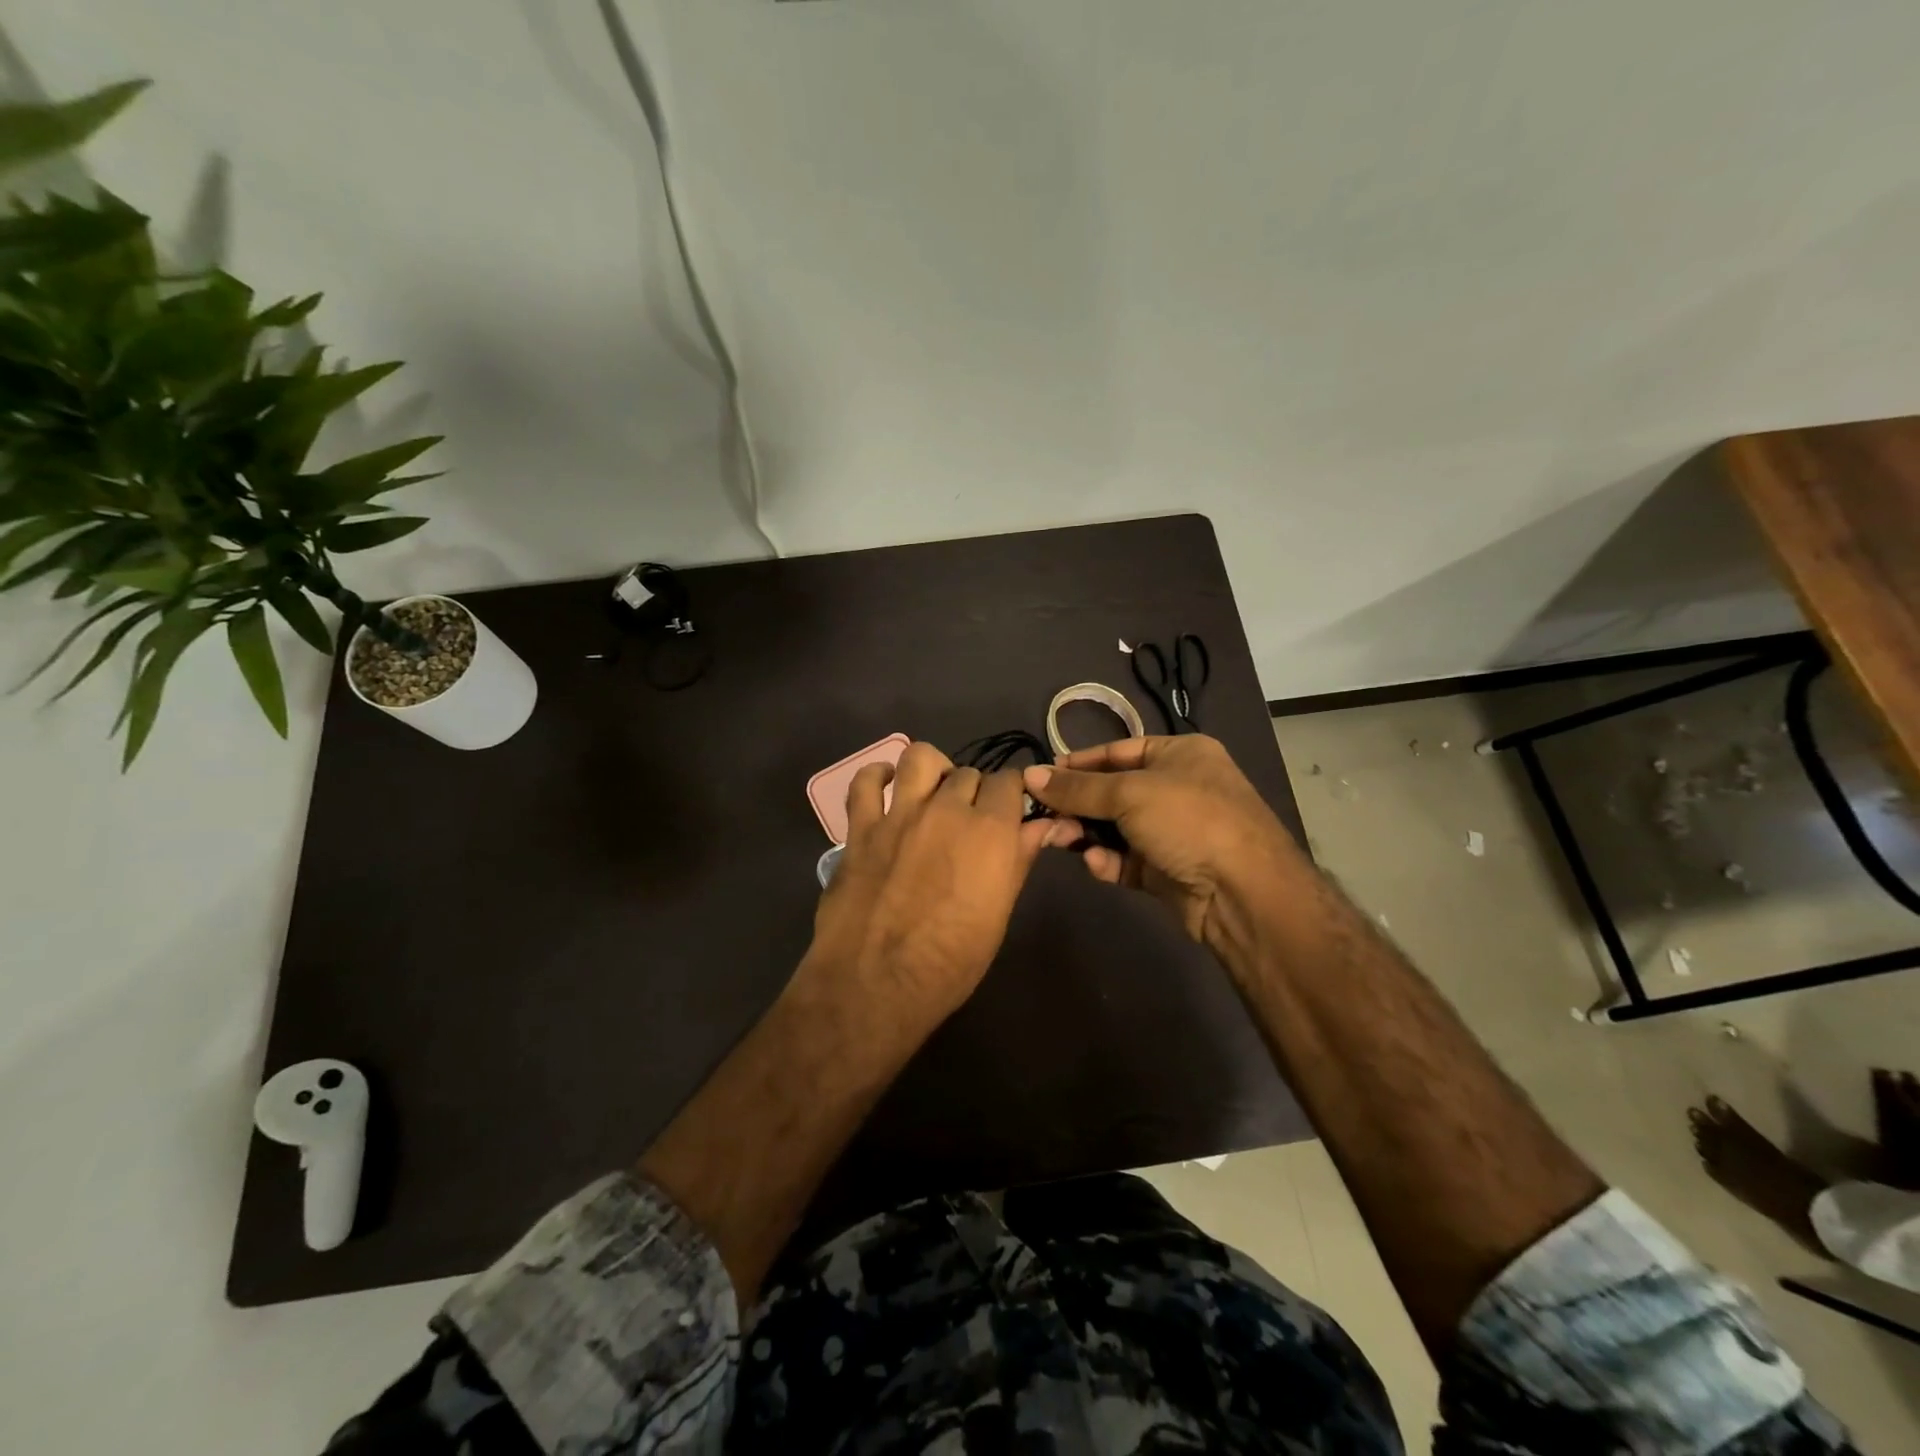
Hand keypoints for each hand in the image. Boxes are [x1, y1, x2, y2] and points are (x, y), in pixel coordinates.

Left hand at [810, 741, 1064, 1019]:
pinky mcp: (860, 828)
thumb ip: (1019, 859)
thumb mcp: (999, 914)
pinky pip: (864, 783)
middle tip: (969, 820)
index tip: (1009, 810)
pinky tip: (885, 787)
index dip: (1012, 793)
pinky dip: (876, 777)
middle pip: (969, 773)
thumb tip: (1045, 825)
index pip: (1010, 781)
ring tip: (932, 792)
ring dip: (933, 769)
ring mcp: (899, 815)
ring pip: (920, 758)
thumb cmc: (950, 962)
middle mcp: (947, 810)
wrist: (876, 984)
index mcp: (990, 831)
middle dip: (975, 791)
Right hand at [1022, 735, 1302, 944]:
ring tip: (1059, 839)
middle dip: (1077, 804)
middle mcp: (1177, 788)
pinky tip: (1096, 864)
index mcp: (1180, 755)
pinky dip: (1108, 861)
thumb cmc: (1189, 821)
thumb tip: (1028, 775)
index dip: (1078, 763)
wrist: (1242, 893)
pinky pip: (1126, 860)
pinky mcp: (1167, 870)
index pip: (1117, 752)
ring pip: (1115, 828)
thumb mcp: (1129, 793)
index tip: (1041, 776)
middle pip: (1112, 791)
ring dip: (1086, 833)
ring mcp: (1173, 832)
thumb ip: (1077, 788)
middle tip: (1042, 815)